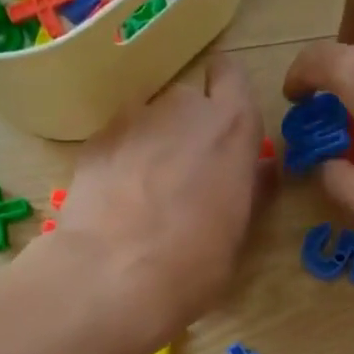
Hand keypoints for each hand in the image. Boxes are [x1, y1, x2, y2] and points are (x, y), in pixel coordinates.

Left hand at [46, 54, 265, 353]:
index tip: (224, 124)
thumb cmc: (194, 263)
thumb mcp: (239, 232)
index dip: (227, 94)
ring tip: (146, 187)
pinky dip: (120, 158)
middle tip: (187, 171)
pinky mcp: (94, 140)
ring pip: (149, 117)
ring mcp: (133, 120)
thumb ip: (250, 188)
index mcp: (231, 127)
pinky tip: (116, 198)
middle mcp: (182, 109)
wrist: (112, 277)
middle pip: (189, 100)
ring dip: (153, 140)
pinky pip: (117, 138)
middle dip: (189, 126)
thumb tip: (259, 169)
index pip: (232, 76)